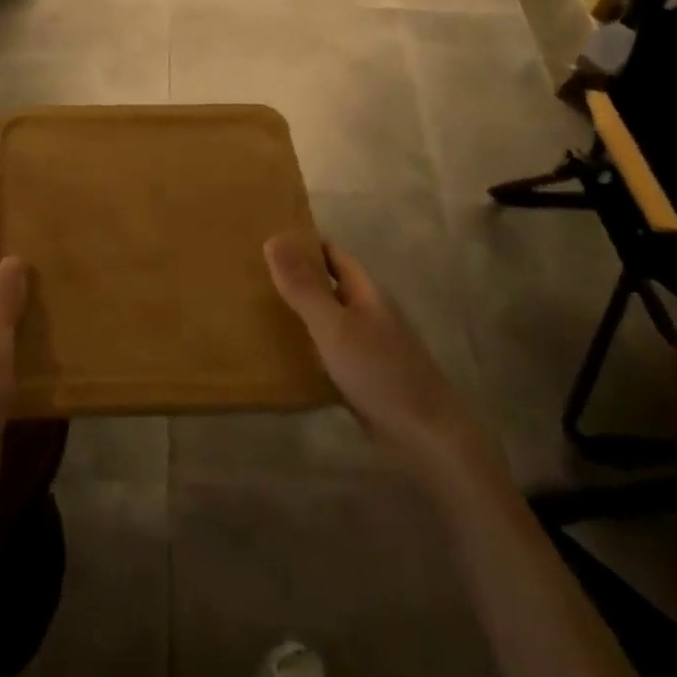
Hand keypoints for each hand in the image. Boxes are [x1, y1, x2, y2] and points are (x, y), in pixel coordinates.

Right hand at [265, 233, 489, 480]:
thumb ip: (304, 286)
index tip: (267, 239)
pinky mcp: (362, 379)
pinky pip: (327, 354)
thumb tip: (273, 238)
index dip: (304, 244)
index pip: (332, 256)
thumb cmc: (380, 372)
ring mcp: (367, 348)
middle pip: (328, 287)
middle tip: (250, 275)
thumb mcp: (334, 326)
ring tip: (254, 311)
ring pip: (326, 321)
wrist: (426, 439)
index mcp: (366, 293)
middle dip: (295, 279)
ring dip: (298, 315)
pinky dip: (305, 350)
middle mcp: (368, 315)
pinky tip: (279, 358)